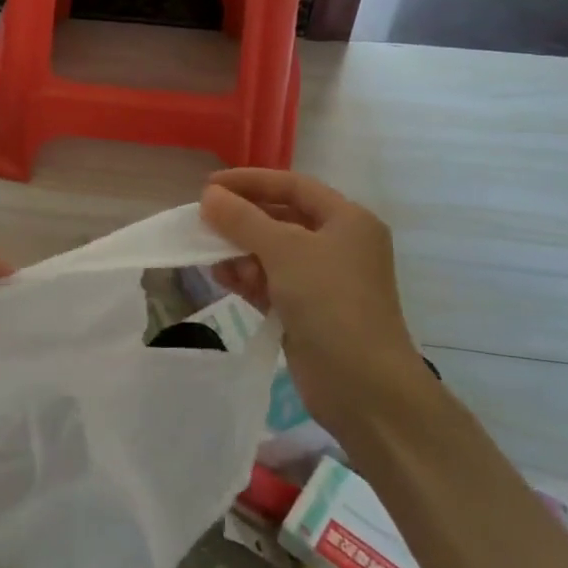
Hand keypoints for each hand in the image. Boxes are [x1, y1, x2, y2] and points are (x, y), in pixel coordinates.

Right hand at [199, 169, 422, 435]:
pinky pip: (271, 282)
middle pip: (282, 218)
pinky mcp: (309, 310)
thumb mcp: (284, 251)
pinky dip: (248, 277)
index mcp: (347, 220)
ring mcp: (324, 280)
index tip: (209, 186)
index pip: (293, 186)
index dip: (250, 181)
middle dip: (242, 220)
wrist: (363, 386)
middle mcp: (339, 244)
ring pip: (273, 252)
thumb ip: (243, 220)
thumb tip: (209, 196)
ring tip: (211, 256)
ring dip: (241, 251)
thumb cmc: (330, 302)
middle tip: (204, 220)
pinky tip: (224, 278)